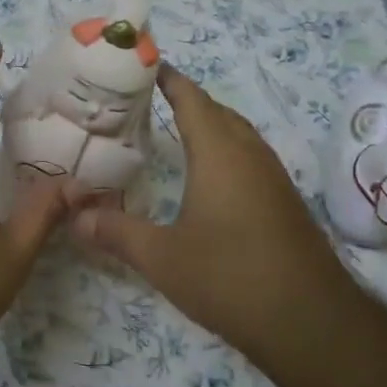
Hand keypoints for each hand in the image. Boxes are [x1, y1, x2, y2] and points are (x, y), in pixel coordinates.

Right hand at [72, 65, 353, 354]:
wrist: (311, 322)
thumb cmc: (230, 277)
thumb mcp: (162, 257)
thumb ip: (116, 232)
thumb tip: (75, 216)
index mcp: (219, 153)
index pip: (192, 99)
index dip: (169, 79)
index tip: (144, 65)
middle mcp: (250, 154)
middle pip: (217, 111)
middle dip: (186, 100)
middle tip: (147, 101)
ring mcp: (273, 177)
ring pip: (238, 134)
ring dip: (209, 125)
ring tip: (173, 131)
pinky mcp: (285, 202)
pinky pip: (249, 158)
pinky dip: (224, 150)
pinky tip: (208, 177)